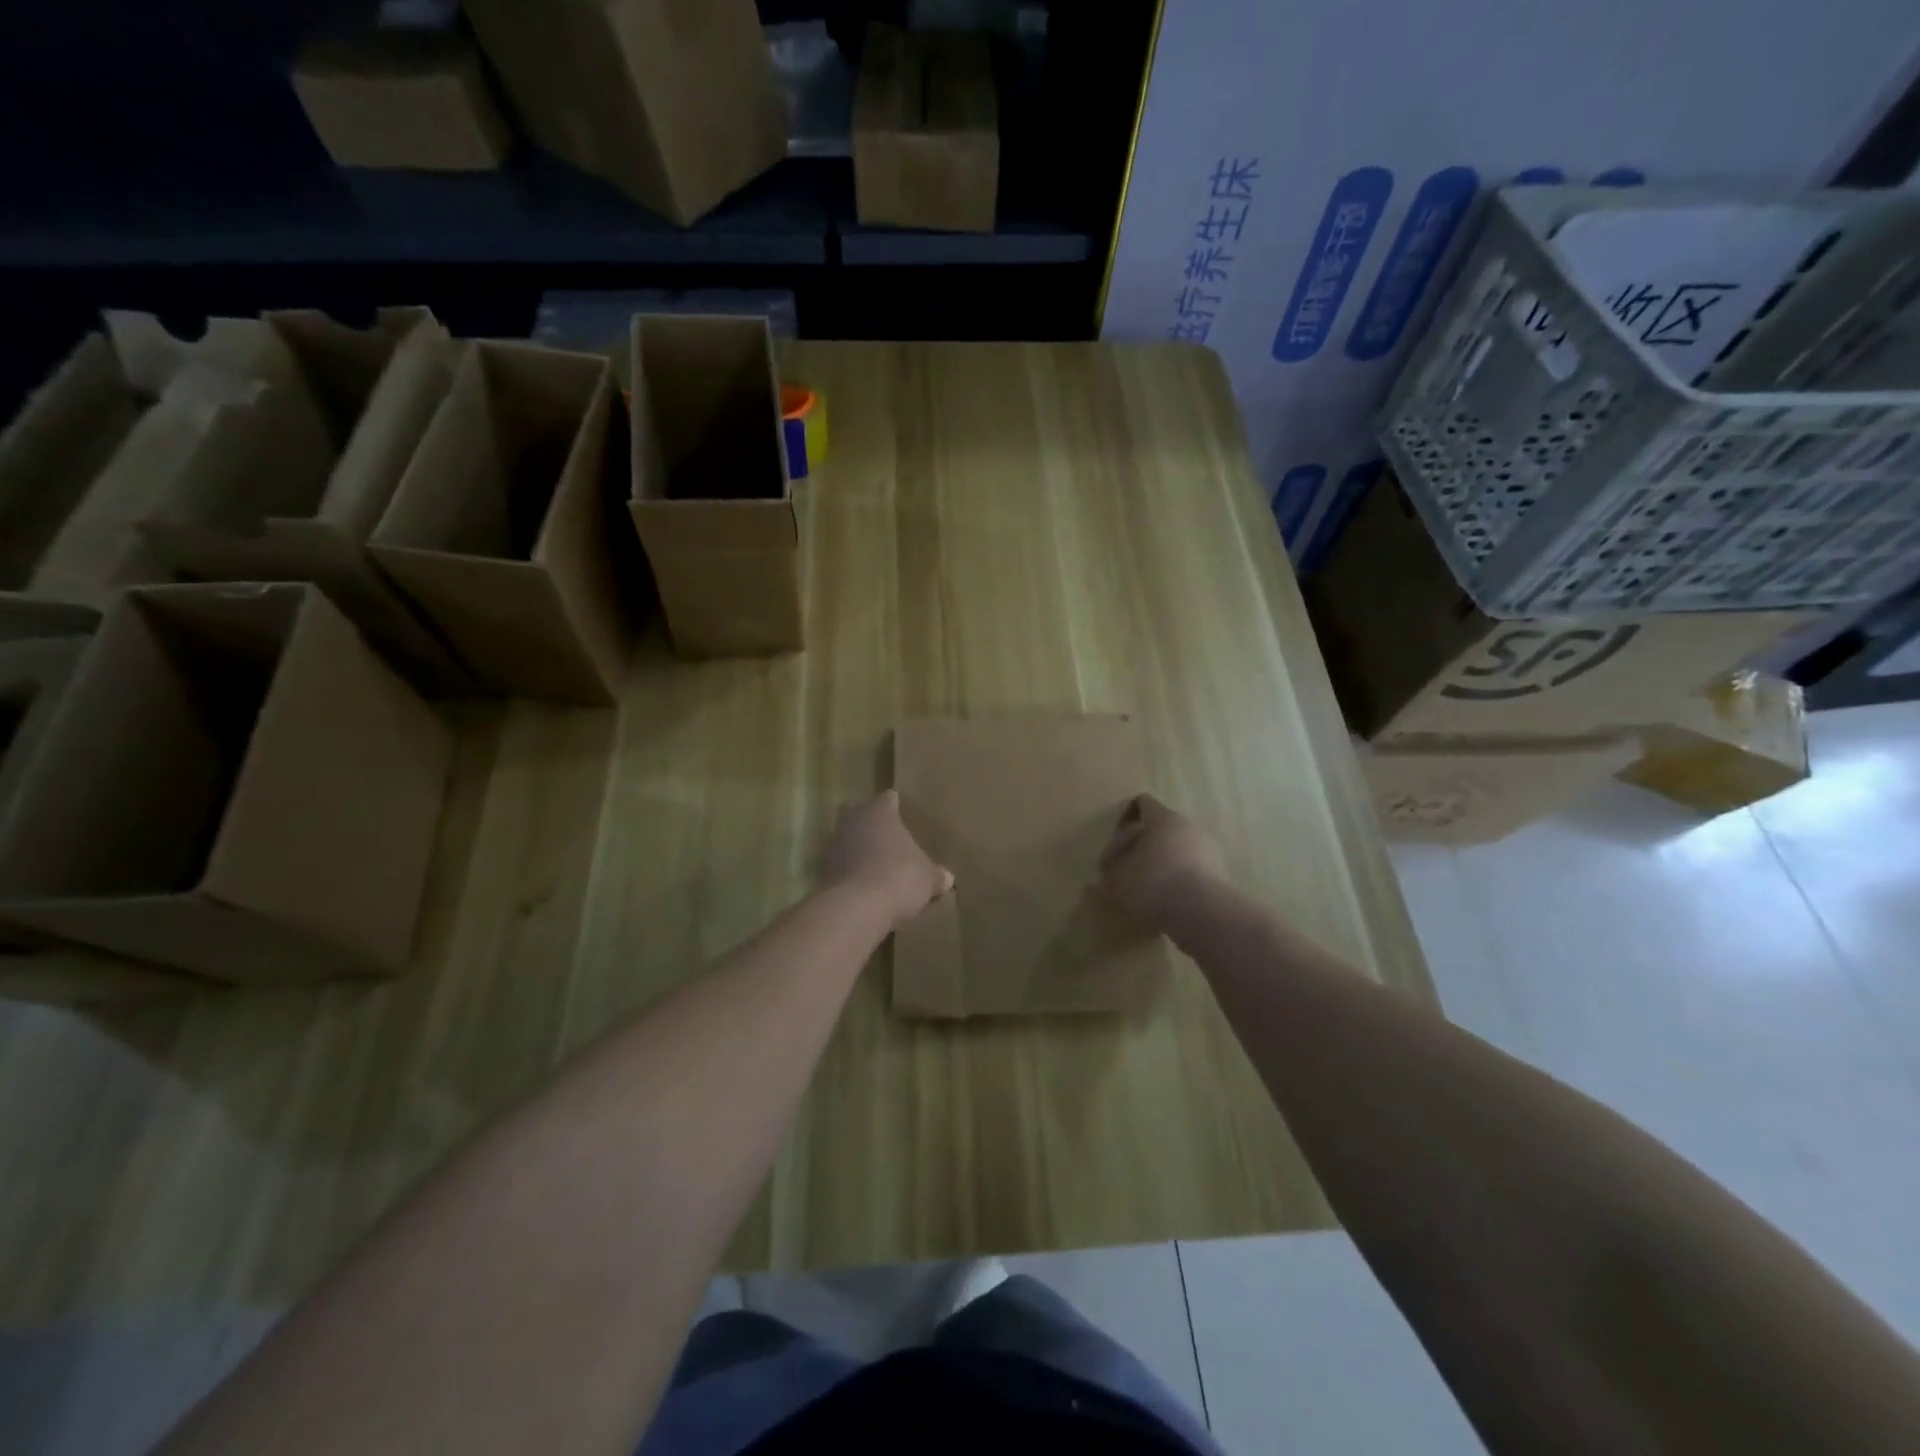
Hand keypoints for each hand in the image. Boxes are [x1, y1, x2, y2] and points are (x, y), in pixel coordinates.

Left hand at [823, 790, 954, 929]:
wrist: (858, 906)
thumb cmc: (900, 877)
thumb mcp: (928, 878)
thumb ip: (936, 875)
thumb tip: (947, 878)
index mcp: (881, 813)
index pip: (888, 799)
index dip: (894, 805)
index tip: (900, 811)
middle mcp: (854, 821)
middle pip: (858, 812)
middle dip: (868, 821)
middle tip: (883, 834)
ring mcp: (835, 844)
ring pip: (845, 837)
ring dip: (855, 847)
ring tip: (872, 862)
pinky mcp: (823, 870)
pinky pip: (839, 863)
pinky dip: (848, 870)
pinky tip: (861, 884)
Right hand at [1097, 794, 1226, 931]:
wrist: (1204, 914)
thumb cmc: (1154, 884)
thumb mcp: (1118, 881)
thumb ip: (1109, 876)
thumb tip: (1104, 879)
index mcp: (1163, 820)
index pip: (1143, 803)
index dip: (1124, 817)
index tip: (1113, 843)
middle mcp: (1189, 827)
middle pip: (1159, 830)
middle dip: (1138, 848)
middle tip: (1122, 873)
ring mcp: (1208, 850)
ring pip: (1176, 851)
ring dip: (1158, 865)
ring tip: (1143, 891)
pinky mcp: (1220, 874)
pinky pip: (1190, 871)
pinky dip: (1176, 881)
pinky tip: (1164, 902)